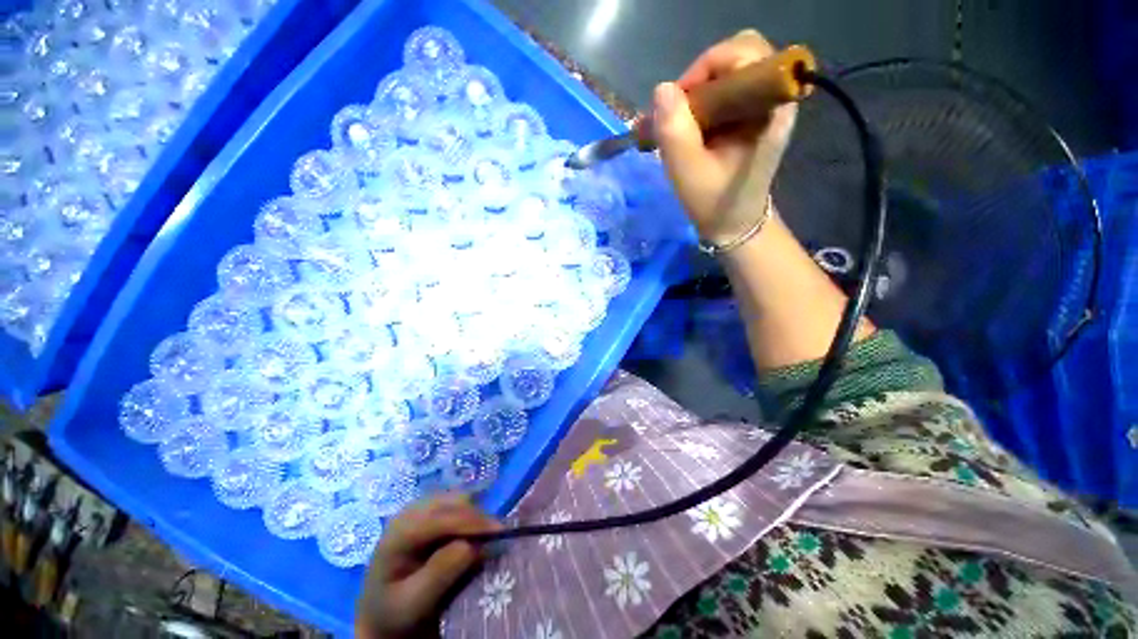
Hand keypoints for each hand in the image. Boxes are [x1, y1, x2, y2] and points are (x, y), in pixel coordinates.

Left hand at [356, 494, 501, 638]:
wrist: (381, 612)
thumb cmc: (394, 611)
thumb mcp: (412, 603)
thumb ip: (439, 574)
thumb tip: (472, 545)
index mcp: (398, 533)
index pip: (442, 517)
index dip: (472, 521)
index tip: (500, 532)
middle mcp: (409, 512)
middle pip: (453, 501)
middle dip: (478, 517)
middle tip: (497, 538)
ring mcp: (419, 509)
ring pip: (458, 499)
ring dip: (475, 517)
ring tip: (485, 539)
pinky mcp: (429, 512)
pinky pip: (457, 505)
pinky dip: (470, 517)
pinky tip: (472, 535)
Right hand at [653, 29, 796, 245]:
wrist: (734, 225)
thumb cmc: (714, 202)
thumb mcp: (687, 171)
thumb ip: (674, 130)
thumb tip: (662, 89)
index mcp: (769, 107)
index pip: (744, 52)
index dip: (706, 68)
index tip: (681, 104)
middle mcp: (772, 98)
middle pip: (735, 57)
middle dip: (699, 80)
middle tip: (677, 113)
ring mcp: (762, 106)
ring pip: (726, 74)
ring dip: (696, 94)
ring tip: (677, 125)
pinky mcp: (749, 117)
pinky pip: (724, 92)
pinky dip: (700, 105)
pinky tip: (685, 129)